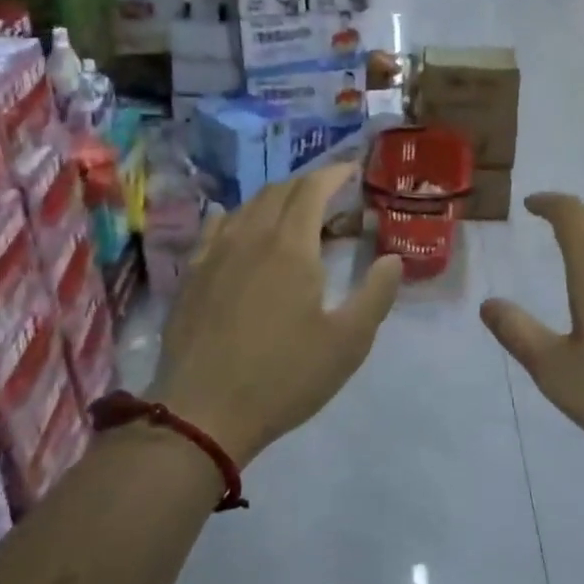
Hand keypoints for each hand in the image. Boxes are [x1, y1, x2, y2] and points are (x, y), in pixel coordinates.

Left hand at [149, 165, 401, 464]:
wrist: (203, 413)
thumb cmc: (284, 377)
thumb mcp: (348, 343)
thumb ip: (376, 295)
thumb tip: (392, 259)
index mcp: (290, 247)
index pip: (312, 189)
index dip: (334, 173)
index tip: (352, 170)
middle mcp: (250, 237)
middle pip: (279, 191)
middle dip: (308, 184)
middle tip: (332, 197)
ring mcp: (214, 254)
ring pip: (246, 206)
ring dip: (275, 199)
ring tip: (293, 214)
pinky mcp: (191, 275)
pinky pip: (216, 228)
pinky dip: (237, 216)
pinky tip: (238, 225)